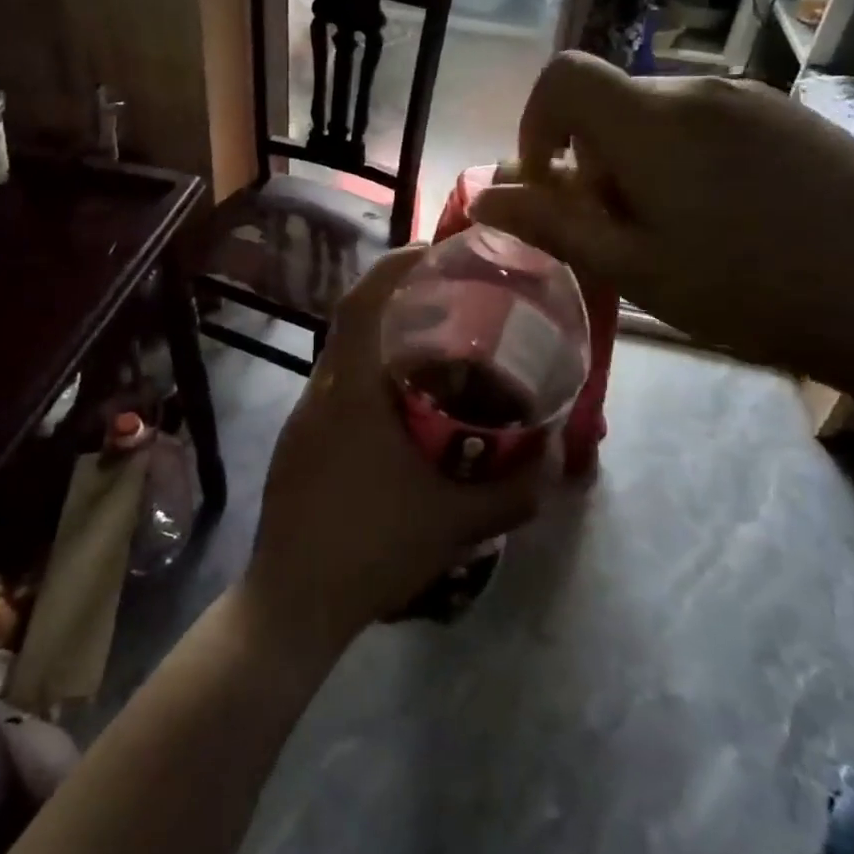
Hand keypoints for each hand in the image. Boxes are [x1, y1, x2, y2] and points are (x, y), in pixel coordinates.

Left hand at [243, 247, 546, 648]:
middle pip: (353, 321)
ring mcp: (302, 416)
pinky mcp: (298, 441)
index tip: (432, 252)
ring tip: (436, 353)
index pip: (362, 302)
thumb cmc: (373, 549)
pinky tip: (403, 410)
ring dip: (385, 342)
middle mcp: (320, 391)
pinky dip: (370, 378)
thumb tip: (559, 461)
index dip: (394, 265)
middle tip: (450, 302)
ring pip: (344, 356)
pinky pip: (337, 388)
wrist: (294, 601)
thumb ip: (516, 492)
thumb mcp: (457, 524)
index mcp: (350, 391)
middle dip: (398, 300)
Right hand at [470, 52, 853, 371]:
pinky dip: (684, 157)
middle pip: (610, 102)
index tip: (551, 184)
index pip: (564, 76)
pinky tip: (726, 216)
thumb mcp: (632, 269)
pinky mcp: (791, 114)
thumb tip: (482, 197)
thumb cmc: (748, 290)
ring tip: (673, 230)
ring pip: (658, 114)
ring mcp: (751, 98)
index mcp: (652, 121)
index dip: (536, 122)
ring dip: (637, 161)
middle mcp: (698, 88)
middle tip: (616, 231)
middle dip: (591, 160)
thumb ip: (550, 225)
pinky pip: (708, 120)